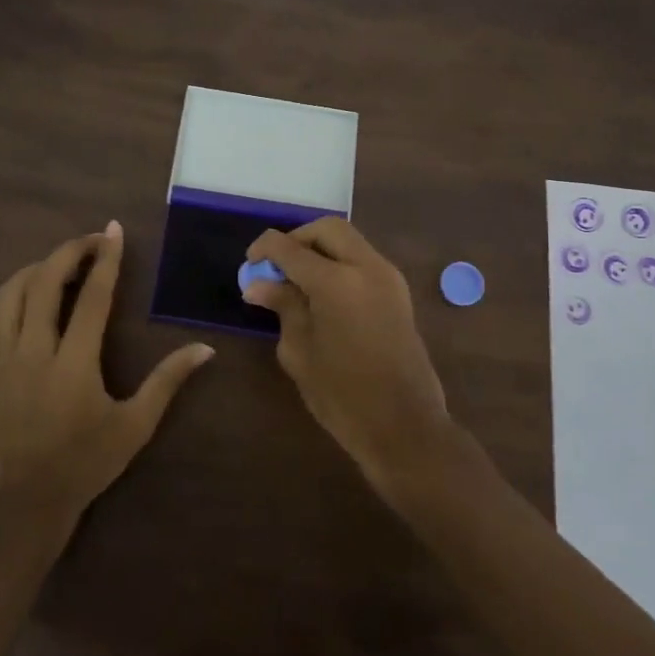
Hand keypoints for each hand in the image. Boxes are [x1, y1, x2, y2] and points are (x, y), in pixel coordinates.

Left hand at [0, 221, 212, 514]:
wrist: (26, 504)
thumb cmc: (85, 463)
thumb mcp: (136, 425)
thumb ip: (168, 382)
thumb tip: (204, 349)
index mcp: (74, 361)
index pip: (93, 296)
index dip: (106, 259)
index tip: (113, 230)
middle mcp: (34, 351)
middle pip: (44, 283)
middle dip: (68, 252)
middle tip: (90, 241)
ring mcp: (3, 362)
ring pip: (9, 296)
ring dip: (34, 271)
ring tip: (58, 267)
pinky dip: (1, 306)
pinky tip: (18, 306)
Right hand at [241, 218, 453, 494]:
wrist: (405, 426)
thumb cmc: (343, 395)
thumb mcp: (300, 351)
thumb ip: (283, 307)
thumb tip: (258, 284)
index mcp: (336, 281)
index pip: (291, 247)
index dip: (265, 249)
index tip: (249, 264)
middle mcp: (366, 267)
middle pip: (327, 229)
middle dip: (298, 239)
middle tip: (276, 266)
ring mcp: (388, 277)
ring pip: (349, 241)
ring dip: (320, 249)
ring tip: (297, 280)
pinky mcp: (398, 292)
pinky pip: (363, 260)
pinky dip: (339, 263)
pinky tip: (322, 292)